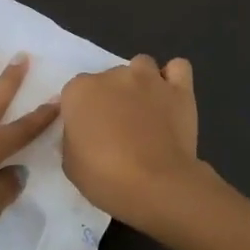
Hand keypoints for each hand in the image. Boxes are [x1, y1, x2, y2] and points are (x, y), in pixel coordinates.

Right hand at [59, 55, 205, 228]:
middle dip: (111, 97)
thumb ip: (73, 136)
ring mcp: (149, 79)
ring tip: (144, 109)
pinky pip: (178, 68)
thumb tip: (82, 131)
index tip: (88, 131)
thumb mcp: (70, 162)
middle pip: (109, 77)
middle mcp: (113, 75)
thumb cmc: (104, 177)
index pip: (75, 91)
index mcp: (80, 91)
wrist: (155, 184)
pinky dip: (173, 78)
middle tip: (117, 126)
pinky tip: (169, 97)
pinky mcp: (179, 90)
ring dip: (140, 82)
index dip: (82, 111)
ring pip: (142, 66)